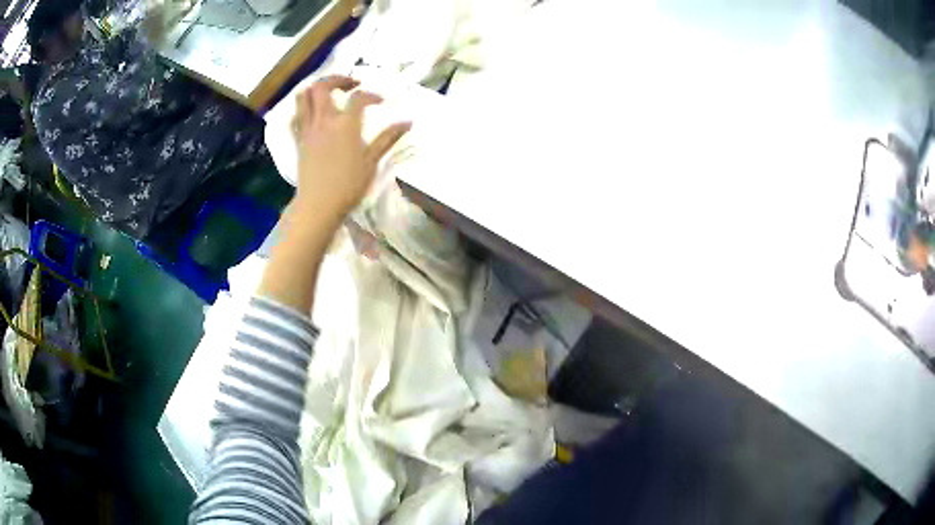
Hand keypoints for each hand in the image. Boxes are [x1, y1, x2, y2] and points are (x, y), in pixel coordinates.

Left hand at [291, 76, 410, 225]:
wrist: (318, 205)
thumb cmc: (348, 185)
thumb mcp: (372, 161)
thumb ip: (388, 138)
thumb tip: (408, 121)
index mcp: (345, 124)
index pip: (359, 97)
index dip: (372, 95)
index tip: (381, 101)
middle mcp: (324, 120)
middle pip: (323, 86)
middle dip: (338, 79)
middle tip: (352, 84)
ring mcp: (308, 129)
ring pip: (304, 96)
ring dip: (316, 88)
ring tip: (329, 93)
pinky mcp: (298, 140)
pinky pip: (296, 115)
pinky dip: (304, 107)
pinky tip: (313, 113)